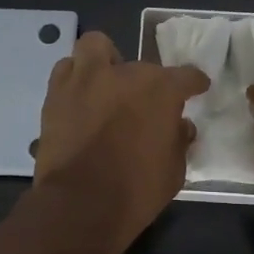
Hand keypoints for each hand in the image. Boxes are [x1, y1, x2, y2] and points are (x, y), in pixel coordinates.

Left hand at [30, 31, 209, 253]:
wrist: (80, 205)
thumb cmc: (136, 191)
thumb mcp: (174, 171)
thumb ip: (179, 141)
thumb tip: (180, 125)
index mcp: (160, 90)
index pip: (186, 76)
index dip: (194, 83)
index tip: (197, 88)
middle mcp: (125, 74)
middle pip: (142, 67)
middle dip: (146, 85)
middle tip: (143, 107)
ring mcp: (87, 79)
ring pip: (96, 48)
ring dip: (105, 62)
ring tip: (106, 84)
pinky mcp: (57, 93)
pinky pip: (67, 69)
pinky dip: (76, 78)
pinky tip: (80, 97)